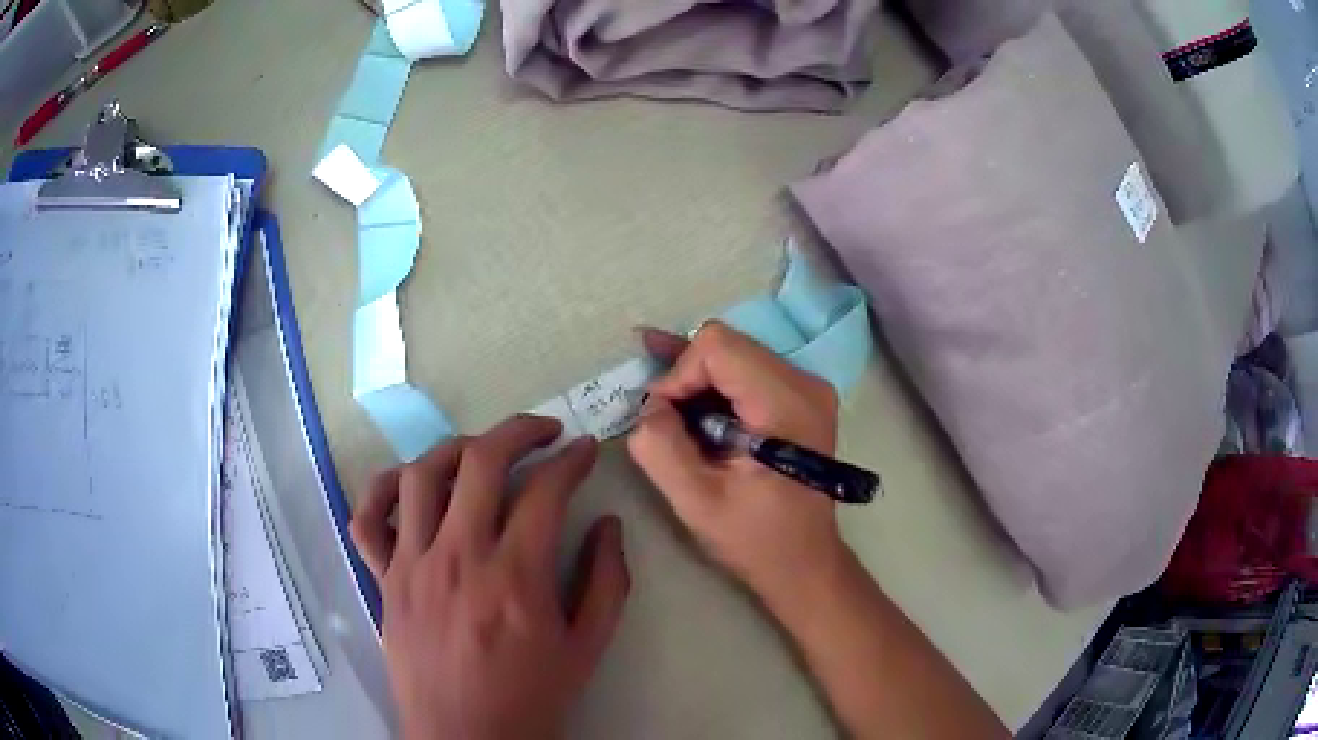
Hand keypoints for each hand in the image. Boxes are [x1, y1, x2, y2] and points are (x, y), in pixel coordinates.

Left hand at [351, 416, 629, 739]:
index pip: (546, 490)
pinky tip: (408, 486)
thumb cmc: (530, 698)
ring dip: (456, 448)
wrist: (464, 738)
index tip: (586, 450)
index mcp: (515, 577)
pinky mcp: (384, 580)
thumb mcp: (587, 648)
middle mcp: (458, 556)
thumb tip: (608, 526)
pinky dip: (382, 490)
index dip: (572, 460)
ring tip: (481, 452)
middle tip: (544, 432)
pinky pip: (368, 518)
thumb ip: (607, 582)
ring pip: (421, 474)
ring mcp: (411, 564)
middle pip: (481, 461)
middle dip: (520, 431)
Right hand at [627, 321, 844, 605]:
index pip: (718, 347)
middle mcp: (804, 383)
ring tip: (661, 407)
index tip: (663, 419)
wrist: (804, 562)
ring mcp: (806, 389)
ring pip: (734, 357)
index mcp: (786, 403)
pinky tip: (683, 399)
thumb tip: (650, 405)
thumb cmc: (755, 539)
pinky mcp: (800, 400)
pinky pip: (747, 374)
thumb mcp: (695, 501)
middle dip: (684, 376)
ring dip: (696, 383)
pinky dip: (714, 390)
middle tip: (655, 413)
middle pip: (726, 346)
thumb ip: (660, 447)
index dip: (678, 374)